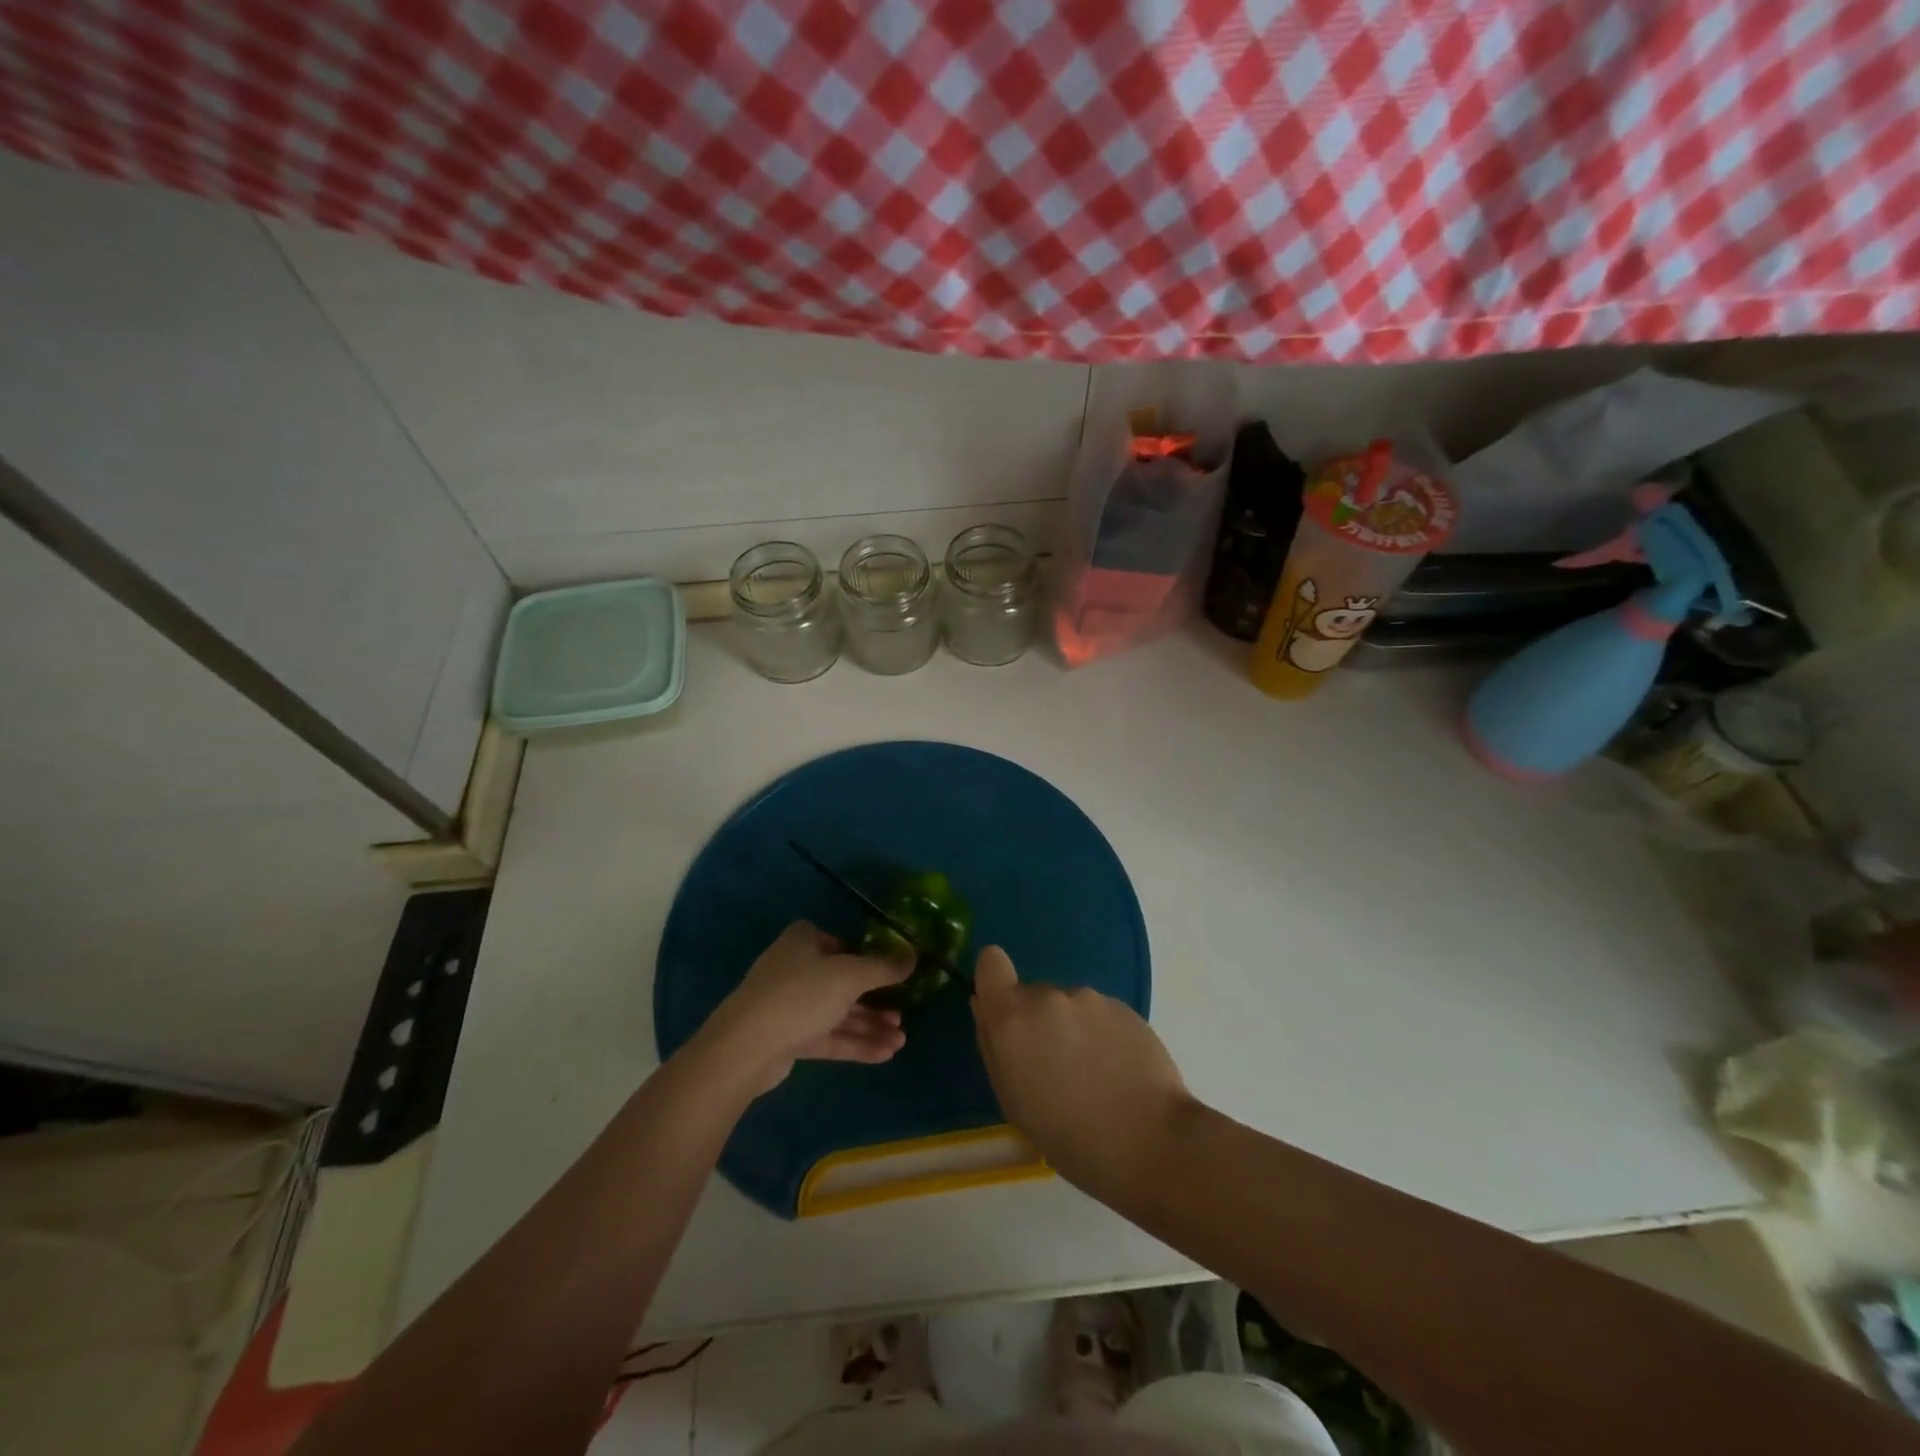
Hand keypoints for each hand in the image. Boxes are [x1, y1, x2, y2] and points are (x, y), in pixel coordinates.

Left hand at [704, 922, 911, 1093]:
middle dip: (875, 1000)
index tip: (890, 970)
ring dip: (869, 1025)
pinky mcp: (789, 1038)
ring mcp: (790, 1006)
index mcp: (803, 942)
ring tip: (901, 1040)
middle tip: (903, 1014)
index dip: (864, 954)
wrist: (746, 1047)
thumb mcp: (850, 975)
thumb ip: (884, 967)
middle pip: (843, 981)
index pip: (838, 942)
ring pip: (838, 1013)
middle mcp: (795, 969)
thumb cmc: (801, 995)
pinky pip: (829, 1037)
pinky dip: (855, 1043)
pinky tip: (885, 1054)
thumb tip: (914, 955)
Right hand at [971, 945, 1192, 1196]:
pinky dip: (1101, 1036)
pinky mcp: (1125, 1007)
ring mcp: (1091, 998)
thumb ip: (993, 1045)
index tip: (1003, 1013)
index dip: (994, 981)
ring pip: (1068, 1006)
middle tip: (1055, 1070)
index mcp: (1013, 1017)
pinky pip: (1099, 1015)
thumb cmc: (1069, 1137)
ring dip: (1071, 1030)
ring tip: (1093, 1078)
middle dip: (1037, 1023)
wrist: (1151, 1142)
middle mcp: (1049, 996)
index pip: (991, 962)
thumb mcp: (1012, 1101)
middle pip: (1032, 995)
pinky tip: (1118, 1073)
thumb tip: (985, 1007)